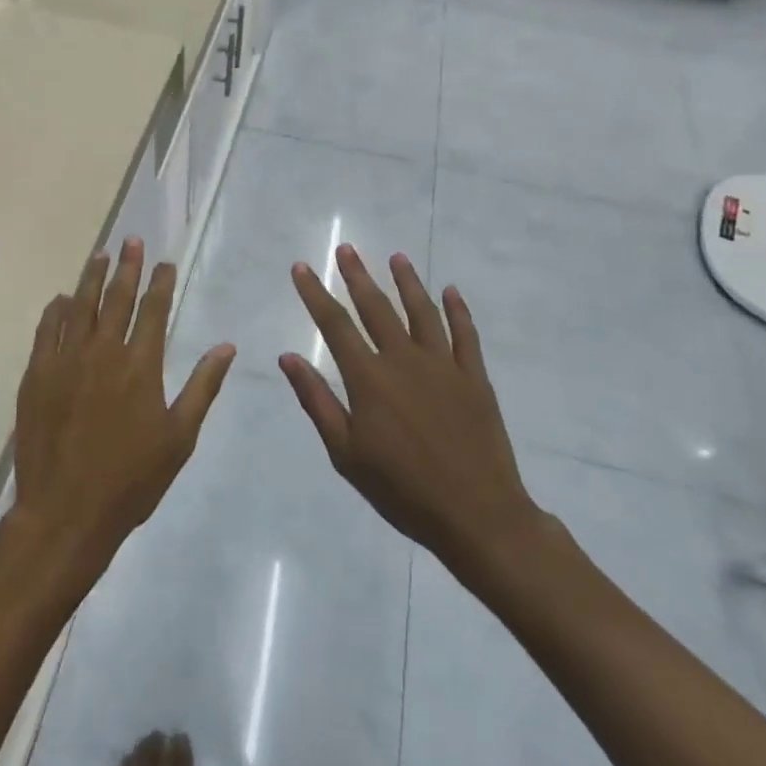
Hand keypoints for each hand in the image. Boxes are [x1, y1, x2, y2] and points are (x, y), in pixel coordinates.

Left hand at [9, 239, 234, 574]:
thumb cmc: (131, 479)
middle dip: (127, 266)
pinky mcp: (37, 374)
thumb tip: (226, 346)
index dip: (160, 282)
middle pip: (117, 297)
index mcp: (140, 365)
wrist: (66, 511)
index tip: (164, 262)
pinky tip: (61, 299)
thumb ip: (202, 386)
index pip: (153, 309)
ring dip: (92, 278)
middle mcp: (103, 351)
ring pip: (80, 305)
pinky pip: (47, 329)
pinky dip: (56, 310)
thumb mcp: (179, 437)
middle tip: (132, 240)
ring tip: (100, 254)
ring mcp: (66, 360)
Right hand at [280, 246, 544, 580]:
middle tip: (345, 248)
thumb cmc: (402, 490)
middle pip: (377, 307)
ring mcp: (443, 365)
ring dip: (407, 282)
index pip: (335, 325)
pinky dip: (458, 311)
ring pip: (422, 312)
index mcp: (369, 379)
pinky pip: (466, 335)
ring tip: (396, 257)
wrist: (477, 516)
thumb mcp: (346, 454)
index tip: (302, 268)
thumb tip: (288, 357)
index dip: (316, 294)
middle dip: (357, 276)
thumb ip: (317, 401)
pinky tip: (451, 291)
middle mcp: (404, 360)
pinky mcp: (475, 378)